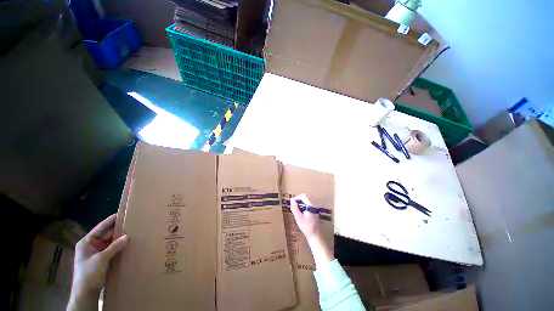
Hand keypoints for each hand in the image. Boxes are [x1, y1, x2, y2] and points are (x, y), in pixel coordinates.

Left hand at [68, 214, 127, 309]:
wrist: (86, 292)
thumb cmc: (89, 273)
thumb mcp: (101, 259)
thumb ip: (114, 247)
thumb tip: (127, 236)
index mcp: (86, 242)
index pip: (100, 228)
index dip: (110, 221)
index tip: (121, 213)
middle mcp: (91, 246)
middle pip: (106, 235)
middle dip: (117, 231)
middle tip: (131, 224)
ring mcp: (96, 253)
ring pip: (110, 243)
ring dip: (119, 240)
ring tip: (132, 233)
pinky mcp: (101, 260)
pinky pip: (111, 250)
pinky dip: (119, 247)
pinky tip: (128, 245)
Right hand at [290, 193, 320, 241]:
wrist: (315, 236)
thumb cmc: (306, 227)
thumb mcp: (298, 218)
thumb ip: (295, 208)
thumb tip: (292, 200)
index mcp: (310, 206)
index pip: (303, 196)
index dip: (296, 198)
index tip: (292, 203)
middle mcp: (313, 206)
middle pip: (304, 198)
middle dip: (297, 202)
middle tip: (293, 209)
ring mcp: (314, 209)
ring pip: (305, 203)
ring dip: (300, 206)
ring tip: (296, 213)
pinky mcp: (314, 213)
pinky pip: (307, 207)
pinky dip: (302, 209)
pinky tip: (300, 216)